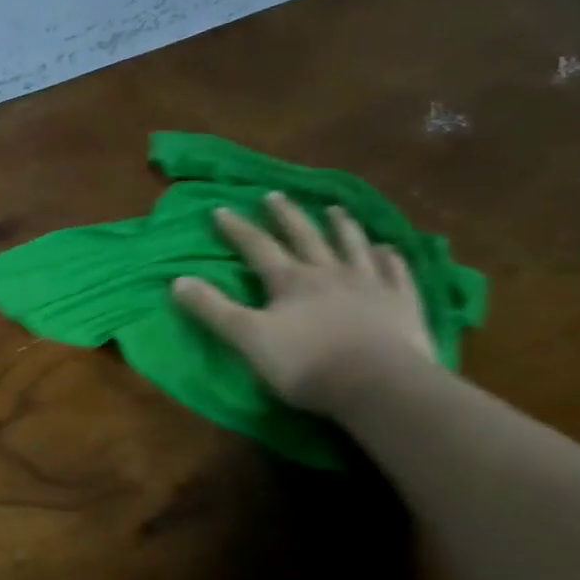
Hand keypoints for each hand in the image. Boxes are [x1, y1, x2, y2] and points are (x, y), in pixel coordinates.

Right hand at [172, 192, 434, 412]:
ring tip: (334, 209)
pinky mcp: (402, 303)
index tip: (221, 209)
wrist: (379, 384)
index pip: (258, 247)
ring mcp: (370, 285)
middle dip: (286, 216)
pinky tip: (388, 249)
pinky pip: (396, 272)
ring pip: (353, 246)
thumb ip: (212, 309)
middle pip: (305, 237)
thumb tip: (177, 281)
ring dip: (341, 226)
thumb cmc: (306, 363)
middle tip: (274, 195)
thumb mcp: (247, 338)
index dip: (237, 229)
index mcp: (290, 281)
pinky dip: (390, 258)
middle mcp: (329, 273)